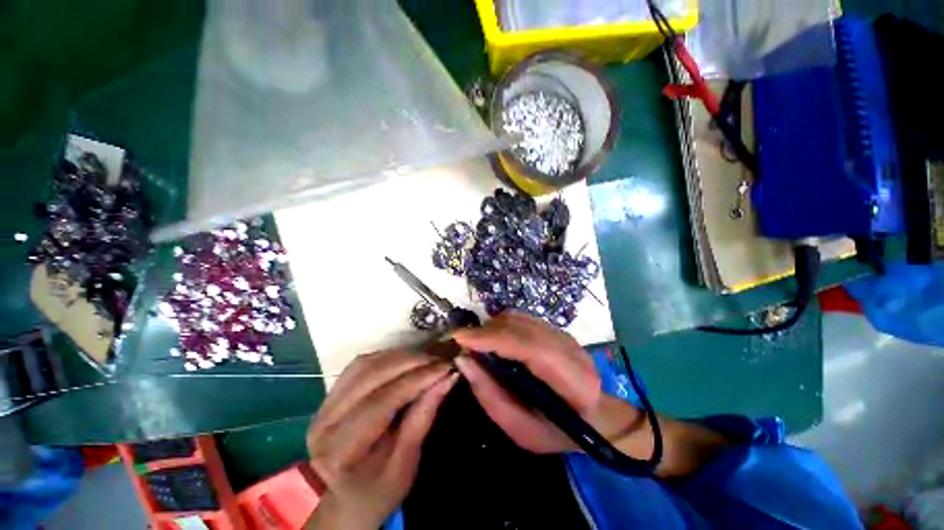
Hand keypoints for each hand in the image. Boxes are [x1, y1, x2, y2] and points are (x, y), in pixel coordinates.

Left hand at [306, 350, 457, 528]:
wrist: (345, 500)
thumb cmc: (378, 491)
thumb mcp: (406, 463)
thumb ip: (423, 416)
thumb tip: (447, 377)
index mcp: (340, 451)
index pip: (382, 401)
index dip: (417, 379)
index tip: (445, 367)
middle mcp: (324, 423)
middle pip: (370, 375)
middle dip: (410, 361)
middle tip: (439, 358)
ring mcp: (322, 405)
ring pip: (364, 364)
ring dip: (399, 356)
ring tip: (426, 357)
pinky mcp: (329, 395)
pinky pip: (360, 365)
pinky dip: (387, 357)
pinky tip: (406, 360)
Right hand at [452, 312, 607, 453]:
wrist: (592, 416)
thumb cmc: (556, 432)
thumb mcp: (521, 430)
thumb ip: (490, 396)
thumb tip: (463, 360)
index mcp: (572, 381)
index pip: (530, 347)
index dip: (493, 338)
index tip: (460, 338)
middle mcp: (570, 349)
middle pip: (521, 326)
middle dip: (487, 331)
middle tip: (464, 344)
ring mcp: (563, 334)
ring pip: (519, 318)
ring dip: (492, 326)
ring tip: (479, 343)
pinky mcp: (554, 328)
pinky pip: (521, 318)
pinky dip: (502, 325)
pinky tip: (495, 340)